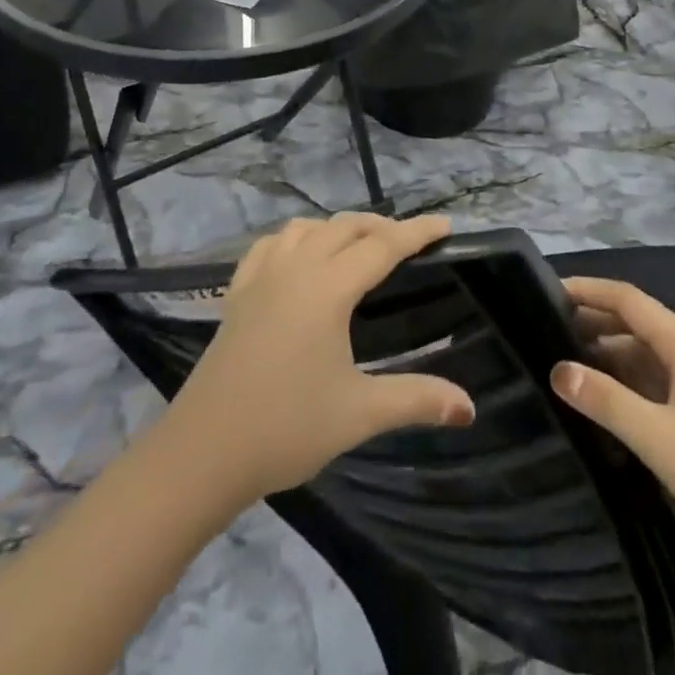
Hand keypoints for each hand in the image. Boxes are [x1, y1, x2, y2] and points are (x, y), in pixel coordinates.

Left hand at [163, 213, 475, 502]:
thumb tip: (469, 407)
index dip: (417, 233)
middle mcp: (296, 267)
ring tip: (358, 247)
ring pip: (307, 228)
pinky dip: (296, 238)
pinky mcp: (238, 291)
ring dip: (338, 228)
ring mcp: (262, 275)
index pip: (382, 246)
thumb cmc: (287, 427)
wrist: (205, 450)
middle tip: (409, 241)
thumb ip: (416, 400)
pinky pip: (272, 244)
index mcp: (328, 287)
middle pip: (345, 227)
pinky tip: (299, 256)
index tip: (446, 224)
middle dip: (381, 226)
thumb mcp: (359, 413)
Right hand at [551, 277, 674, 550]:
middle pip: (634, 318)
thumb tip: (556, 369)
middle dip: (592, 317)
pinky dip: (625, 371)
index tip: (547, 289)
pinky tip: (605, 391)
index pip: (626, 298)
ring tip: (565, 359)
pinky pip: (655, 370)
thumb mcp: (657, 437)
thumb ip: (606, 401)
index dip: (587, 289)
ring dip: (606, 347)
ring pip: (644, 346)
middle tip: (546, 326)